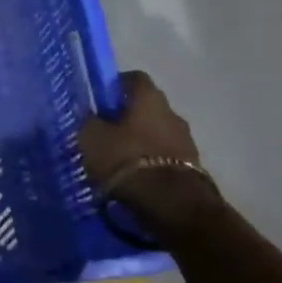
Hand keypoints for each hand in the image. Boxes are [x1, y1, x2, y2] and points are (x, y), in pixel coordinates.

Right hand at [77, 71, 220, 236]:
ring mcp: (186, 141)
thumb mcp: (92, 138)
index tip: (98, 101)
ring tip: (118, 161)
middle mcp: (172, 113)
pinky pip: (165, 157)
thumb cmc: (126, 160)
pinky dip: (150, 163)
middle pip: (147, 107)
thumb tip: (89, 115)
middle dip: (127, 118)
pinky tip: (134, 178)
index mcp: (149, 98)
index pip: (133, 78)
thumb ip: (89, 122)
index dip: (114, 86)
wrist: (171, 203)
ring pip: (157, 133)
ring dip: (141, 142)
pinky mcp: (192, 167)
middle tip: (104, 133)